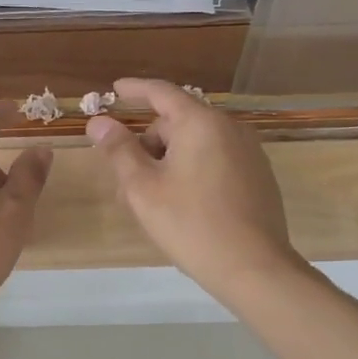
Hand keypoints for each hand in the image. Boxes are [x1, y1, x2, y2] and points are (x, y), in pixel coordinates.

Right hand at [86, 79, 300, 303]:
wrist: (254, 269)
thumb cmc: (191, 224)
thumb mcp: (143, 188)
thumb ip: (119, 150)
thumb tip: (99, 122)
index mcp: (201, 123)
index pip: (161, 92)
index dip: (134, 89)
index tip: (114, 90)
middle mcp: (229, 128)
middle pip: (177, 122)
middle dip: (148, 144)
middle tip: (125, 181)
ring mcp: (248, 152)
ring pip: (195, 144)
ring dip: (167, 161)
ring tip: (150, 200)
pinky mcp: (258, 176)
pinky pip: (215, 160)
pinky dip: (192, 170)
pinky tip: (182, 205)